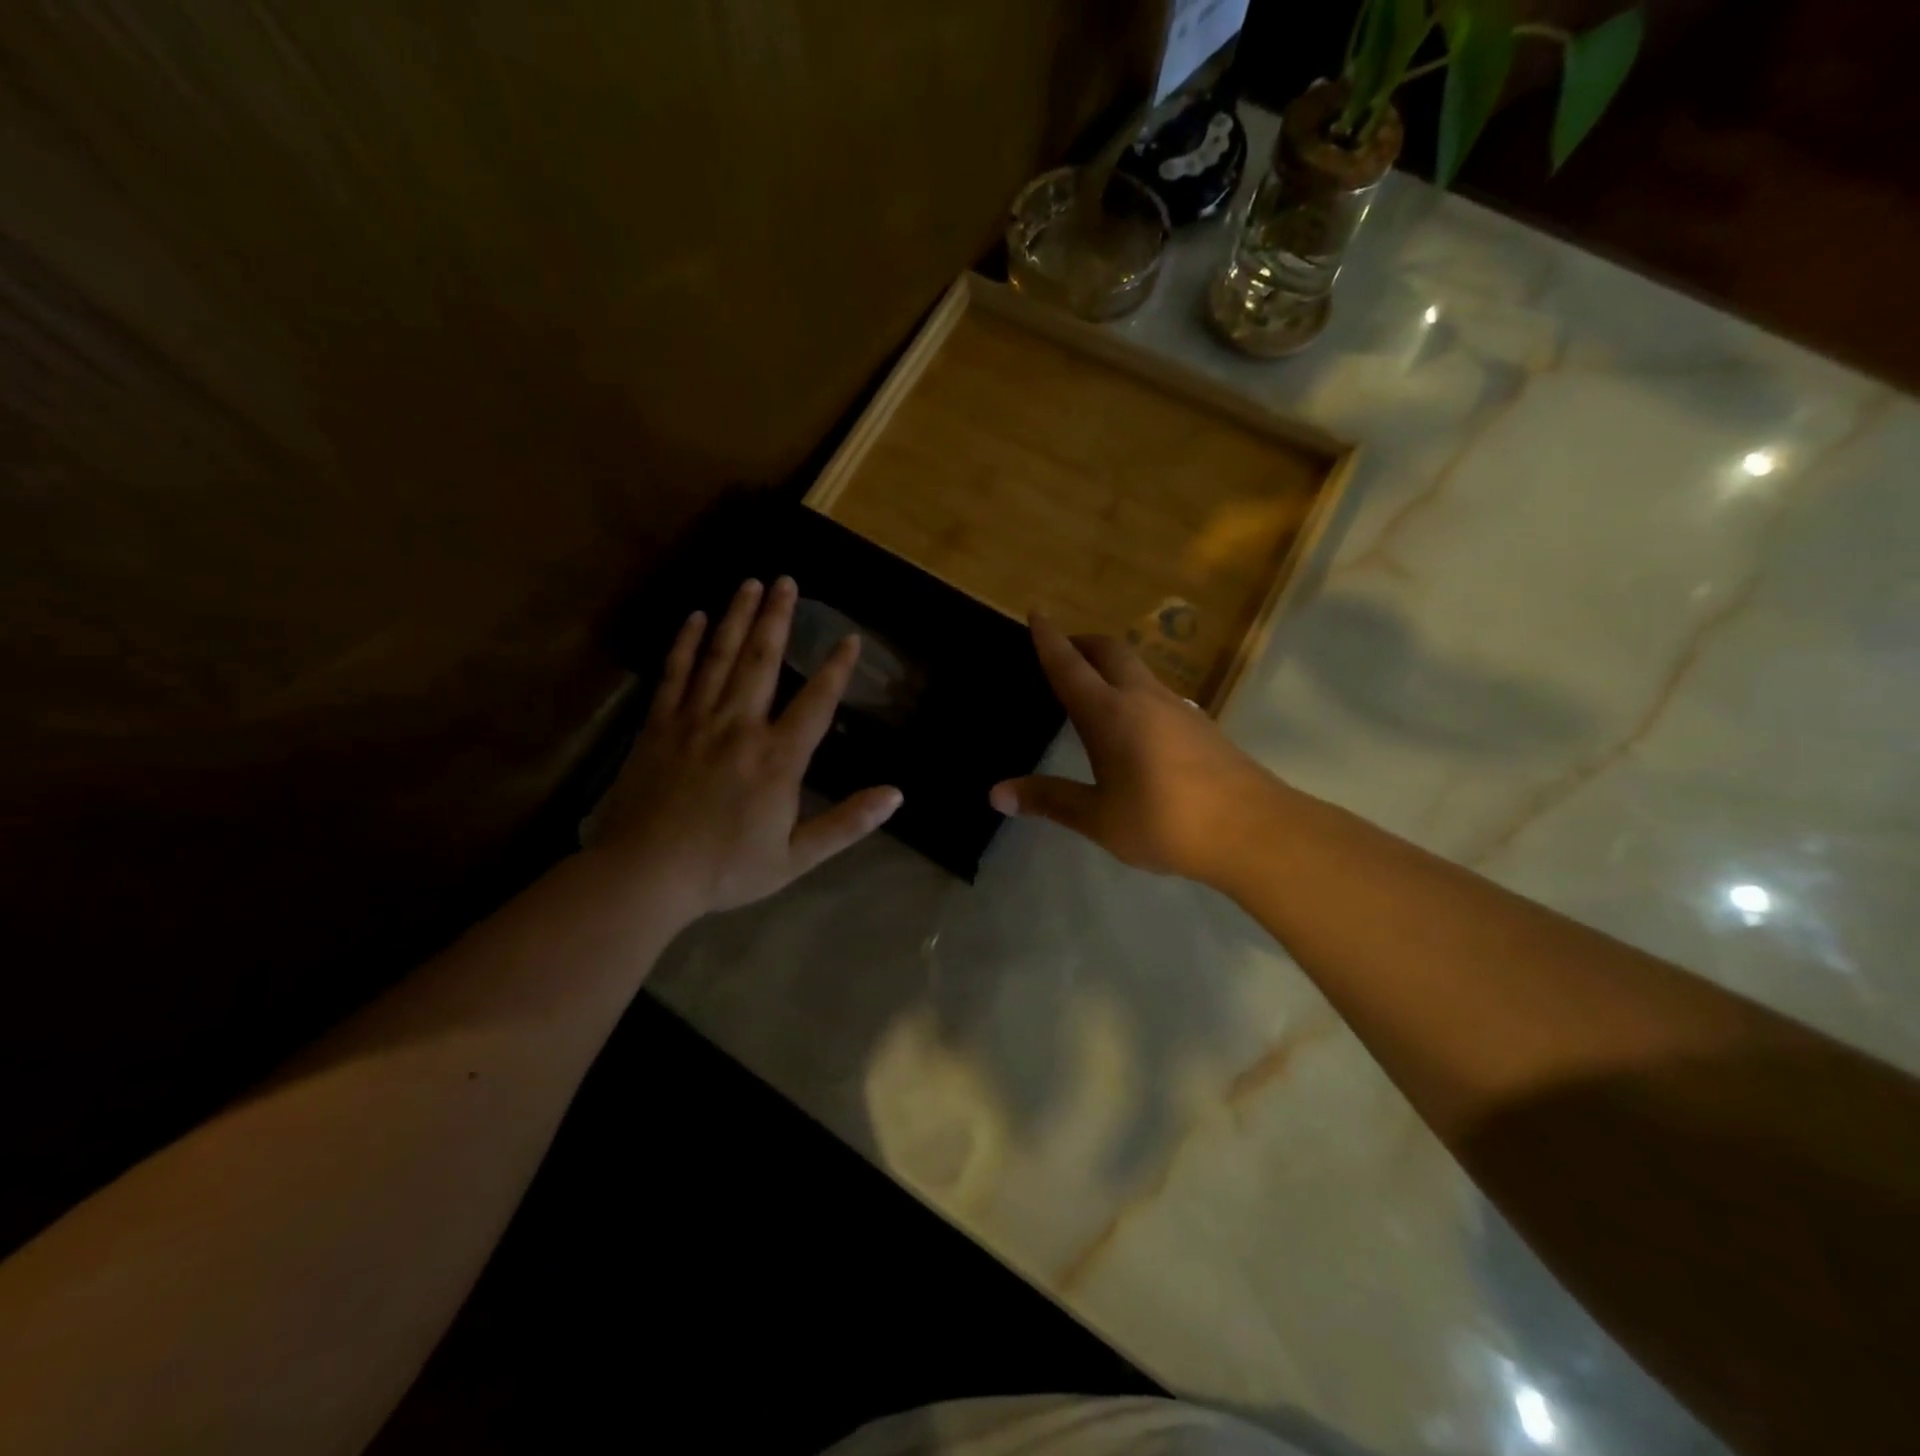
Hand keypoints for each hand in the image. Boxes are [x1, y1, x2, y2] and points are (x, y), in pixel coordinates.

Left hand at [587, 576, 902, 916]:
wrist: (645, 875)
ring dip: (737, 617)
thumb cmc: (725, 869)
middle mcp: (739, 727)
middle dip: (777, 618)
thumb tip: (895, 795)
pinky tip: (696, 618)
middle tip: (786, 581)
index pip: (816, 702)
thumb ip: (847, 823)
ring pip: (720, 657)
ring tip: (750, 584)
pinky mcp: (659, 726)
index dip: (836, 669)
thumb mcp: (796, 858)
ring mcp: (695, 721)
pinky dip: (686, 643)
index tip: (849, 637)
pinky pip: (675, 674)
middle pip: (762, 661)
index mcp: (777, 758)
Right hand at [991, 612, 1283, 884]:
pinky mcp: (1203, 726)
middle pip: (1111, 652)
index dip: (1049, 639)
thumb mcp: (1099, 818)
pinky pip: (1158, 693)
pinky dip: (1135, 690)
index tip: (1036, 612)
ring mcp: (1179, 709)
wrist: (1254, 830)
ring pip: (1139, 670)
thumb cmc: (1166, 822)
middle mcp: (1144, 699)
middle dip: (1083, 642)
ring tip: (1095, 684)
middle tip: (1063, 647)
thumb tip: (996, 794)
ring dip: (1112, 665)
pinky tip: (1136, 723)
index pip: (1070, 666)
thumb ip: (1049, 801)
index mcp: (1110, 714)